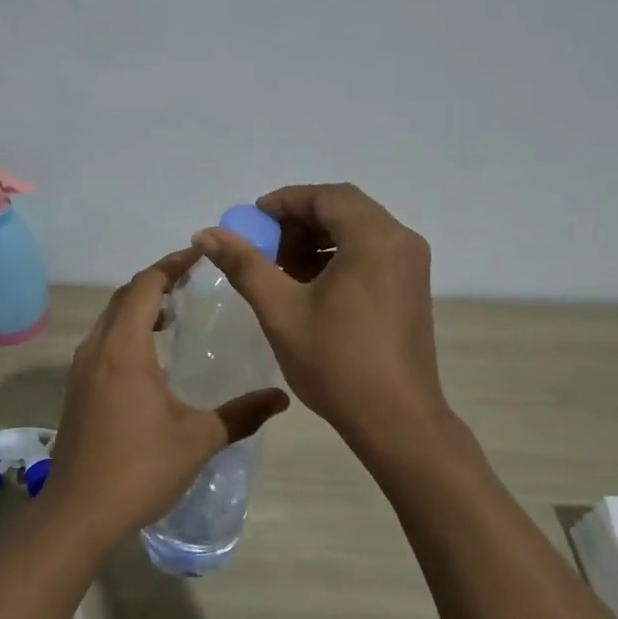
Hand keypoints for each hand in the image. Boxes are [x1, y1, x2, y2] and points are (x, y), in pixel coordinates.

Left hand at [43, 246, 289, 541]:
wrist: (78, 513)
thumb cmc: (139, 469)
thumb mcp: (198, 440)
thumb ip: (241, 414)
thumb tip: (281, 398)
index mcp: (125, 349)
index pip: (146, 285)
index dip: (172, 264)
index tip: (200, 255)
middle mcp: (97, 349)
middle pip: (125, 296)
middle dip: (157, 280)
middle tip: (192, 280)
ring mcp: (81, 369)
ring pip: (110, 318)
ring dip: (139, 306)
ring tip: (174, 313)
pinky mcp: (76, 388)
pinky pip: (103, 340)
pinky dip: (126, 330)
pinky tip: (150, 355)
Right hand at [195, 184, 448, 464]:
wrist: (397, 421)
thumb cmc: (337, 363)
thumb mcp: (281, 310)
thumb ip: (244, 265)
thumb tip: (206, 233)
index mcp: (374, 239)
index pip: (326, 197)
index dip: (284, 203)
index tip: (250, 223)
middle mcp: (400, 241)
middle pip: (343, 209)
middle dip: (298, 222)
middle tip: (263, 248)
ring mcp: (410, 265)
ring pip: (356, 231)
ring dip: (316, 240)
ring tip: (281, 271)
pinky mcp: (411, 287)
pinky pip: (370, 253)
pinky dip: (337, 257)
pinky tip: (309, 287)